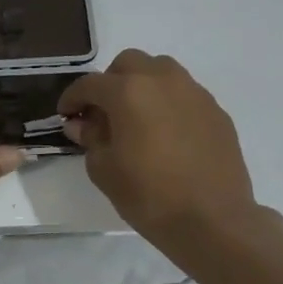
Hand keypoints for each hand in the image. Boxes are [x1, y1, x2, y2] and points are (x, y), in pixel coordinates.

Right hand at [58, 50, 260, 246]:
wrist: (213, 219)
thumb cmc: (149, 196)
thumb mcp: (104, 171)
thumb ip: (91, 139)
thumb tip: (84, 124)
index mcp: (129, 92)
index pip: (90, 84)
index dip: (72, 98)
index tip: (66, 115)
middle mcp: (163, 80)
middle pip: (128, 64)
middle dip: (110, 83)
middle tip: (103, 113)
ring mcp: (194, 93)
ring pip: (161, 72)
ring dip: (142, 87)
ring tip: (137, 119)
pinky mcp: (216, 111)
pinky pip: (184, 95)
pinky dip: (168, 104)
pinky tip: (166, 135)